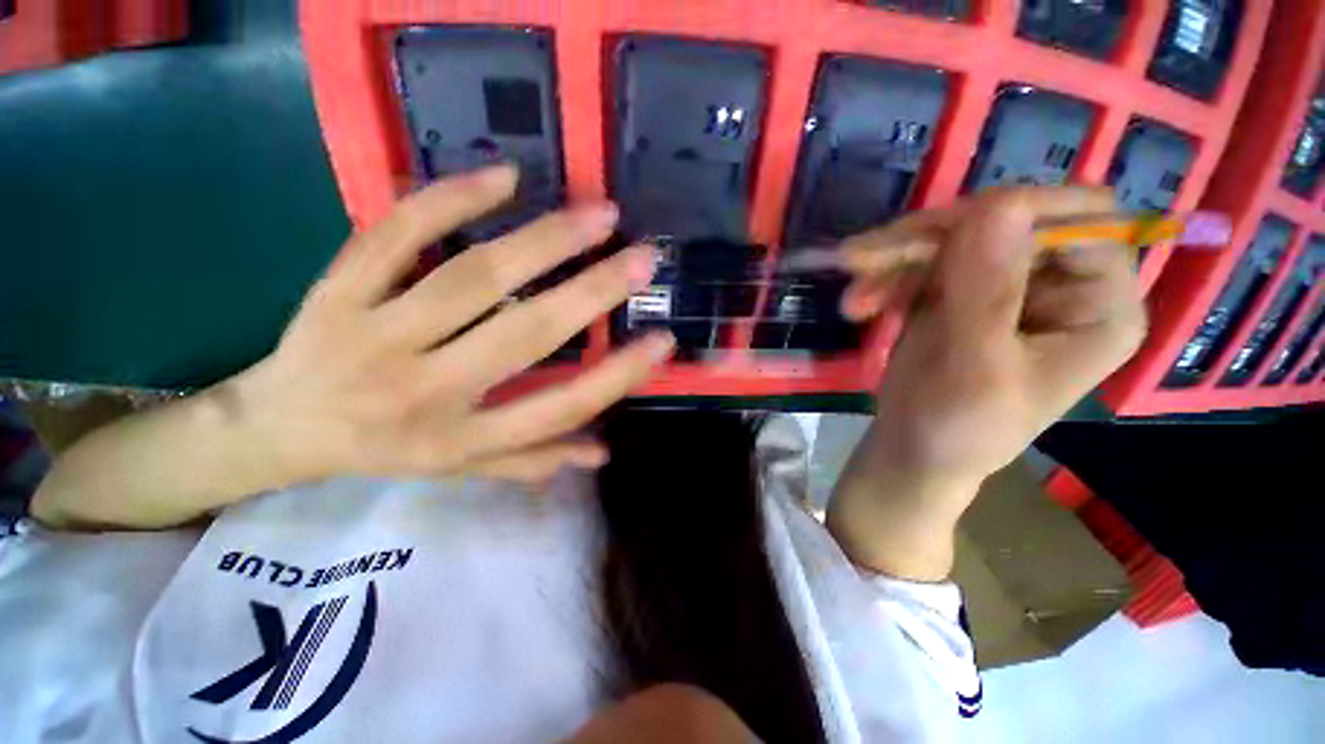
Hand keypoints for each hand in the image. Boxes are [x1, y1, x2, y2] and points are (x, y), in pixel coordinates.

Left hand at [229, 165, 673, 484]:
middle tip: (644, 258)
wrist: (276, 427)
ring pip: (472, 278)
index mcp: (460, 439)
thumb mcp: (461, 469)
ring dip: (545, 240)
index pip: (558, 407)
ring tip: (598, 213)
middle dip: (595, 292)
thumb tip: (602, 451)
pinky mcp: (336, 291)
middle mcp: (426, 391)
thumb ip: (533, 460)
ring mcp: (374, 335)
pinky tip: (505, 177)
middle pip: (526, 334)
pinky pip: (396, 235)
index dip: (618, 376)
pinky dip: (450, 199)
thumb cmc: (383, 451)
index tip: (662, 341)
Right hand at [847, 186, 1146, 486]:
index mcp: (1098, 308)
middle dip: (929, 240)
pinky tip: (858, 305)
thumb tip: (998, 204)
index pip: (1085, 220)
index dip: (1016, 214)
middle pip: (1005, 220)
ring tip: (853, 301)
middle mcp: (1060, 284)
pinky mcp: (957, 289)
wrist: (911, 451)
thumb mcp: (974, 369)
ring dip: (893, 261)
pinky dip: (884, 278)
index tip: (940, 237)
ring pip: (953, 236)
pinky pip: (921, 260)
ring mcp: (1003, 283)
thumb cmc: (955, 428)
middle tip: (863, 260)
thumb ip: (986, 293)